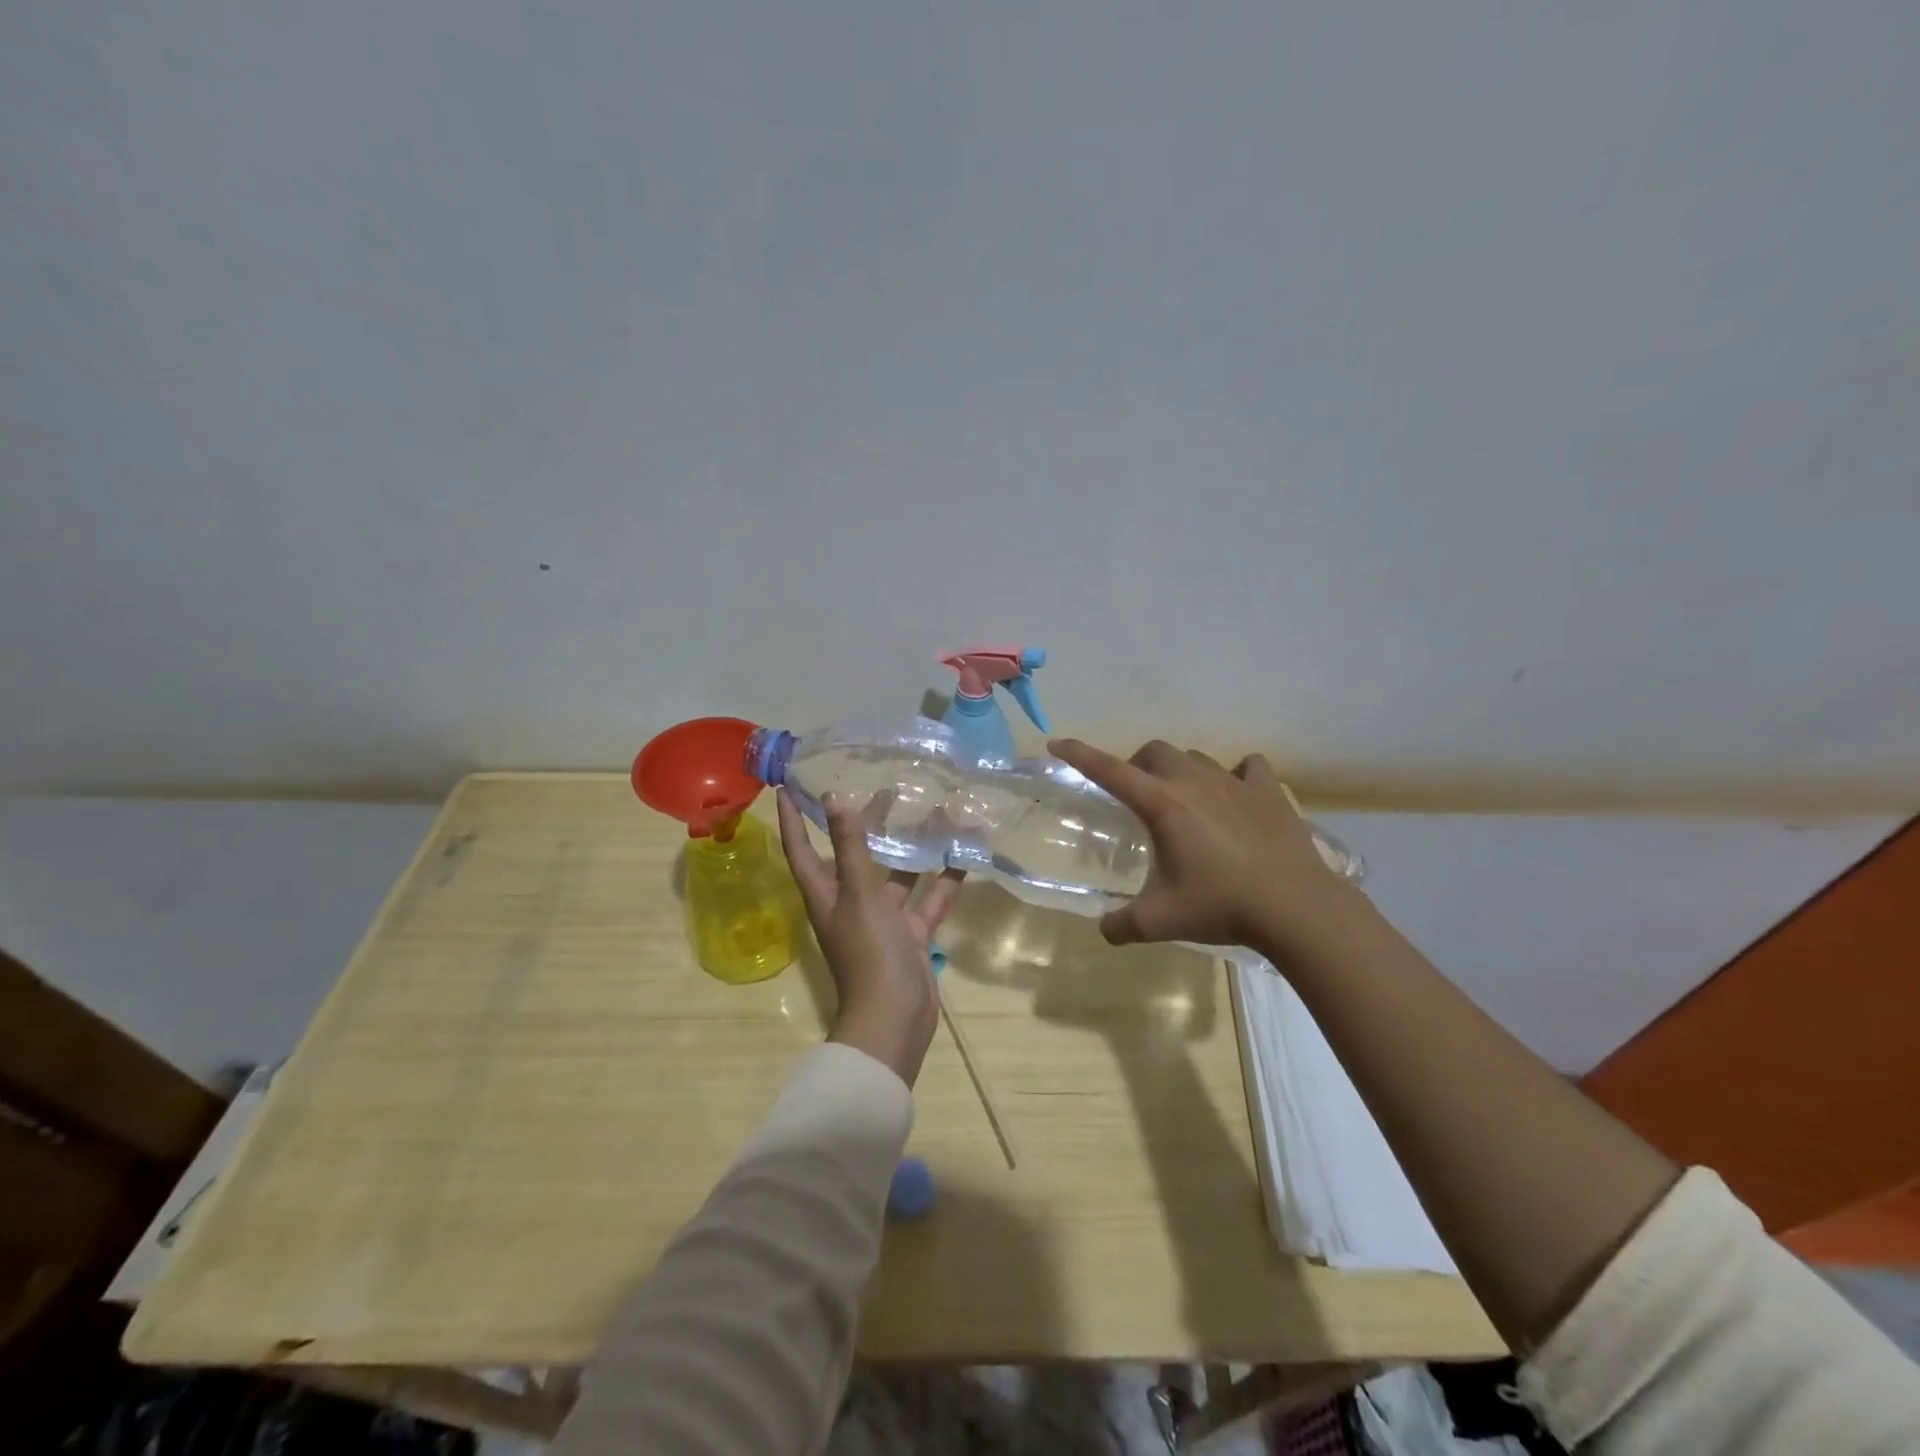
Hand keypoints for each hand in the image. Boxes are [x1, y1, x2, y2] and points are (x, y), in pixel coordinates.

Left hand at [776, 790, 964, 1087]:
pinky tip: (963, 855)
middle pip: (853, 855)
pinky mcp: (910, 934)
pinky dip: (944, 881)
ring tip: (930, 813)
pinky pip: (928, 900)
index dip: (794, 819)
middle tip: (883, 789)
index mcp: (826, 893)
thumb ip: (850, 846)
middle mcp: (850, 903)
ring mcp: (882, 920)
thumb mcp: (858, 893)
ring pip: (896, 876)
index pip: (800, 848)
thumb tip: (834, 797)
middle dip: (864, 824)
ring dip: (910, 849)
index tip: (789, 786)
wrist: (895, 1018)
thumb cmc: (868, 952)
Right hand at [1048, 738, 1359, 956]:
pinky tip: (1236, 796)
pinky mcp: (1269, 791)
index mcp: (1162, 805)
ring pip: (1197, 758)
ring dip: (1181, 771)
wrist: (1296, 908)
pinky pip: (1247, 768)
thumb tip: (1104, 930)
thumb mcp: (1160, 921)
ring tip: (1185, 800)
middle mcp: (1194, 782)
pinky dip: (1235, 775)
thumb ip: (1122, 925)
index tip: (1057, 743)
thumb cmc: (1221, 906)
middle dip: (1138, 766)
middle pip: (1155, 752)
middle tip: (1137, 796)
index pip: (1109, 770)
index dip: (1079, 754)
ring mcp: (1234, 782)